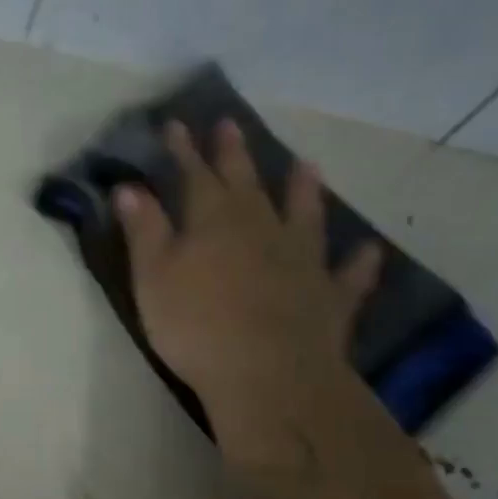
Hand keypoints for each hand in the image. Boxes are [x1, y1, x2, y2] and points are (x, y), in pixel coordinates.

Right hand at [115, 121, 381, 433]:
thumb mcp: (153, 277)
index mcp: (215, 222)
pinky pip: (347, 275)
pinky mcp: (329, 297)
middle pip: (247, 184)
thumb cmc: (195, 325)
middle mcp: (262, 229)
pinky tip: (367, 251)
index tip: (177, 125)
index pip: (196, 176)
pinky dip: (357, 262)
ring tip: (308, 166)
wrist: (266, 372)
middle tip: (231, 126)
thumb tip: (130, 187)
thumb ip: (144, 230)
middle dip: (235, 155)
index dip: (185, 151)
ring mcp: (302, 260)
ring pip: (305, 215)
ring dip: (305, 191)